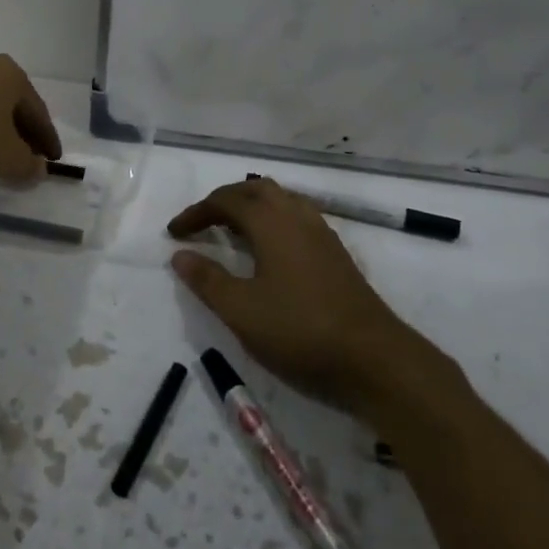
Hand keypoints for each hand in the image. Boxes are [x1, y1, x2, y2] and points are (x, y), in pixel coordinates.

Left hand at [0, 54, 61, 184]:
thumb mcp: (12, 159)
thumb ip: (30, 164)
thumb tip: (37, 169)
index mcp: (8, 73)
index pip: (36, 109)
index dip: (47, 138)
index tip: (53, 159)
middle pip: (10, 103)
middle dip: (21, 130)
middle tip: (29, 156)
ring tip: (0, 154)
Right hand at [168, 178, 457, 418]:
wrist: (373, 358)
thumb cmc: (300, 330)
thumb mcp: (241, 310)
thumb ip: (207, 280)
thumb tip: (180, 255)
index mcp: (271, 222)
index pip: (226, 201)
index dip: (196, 213)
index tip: (174, 233)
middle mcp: (297, 217)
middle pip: (256, 191)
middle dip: (224, 201)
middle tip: (201, 223)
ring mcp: (321, 234)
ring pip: (281, 201)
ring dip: (251, 207)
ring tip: (231, 231)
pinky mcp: (336, 254)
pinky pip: (296, 218)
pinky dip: (272, 221)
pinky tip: (268, 250)